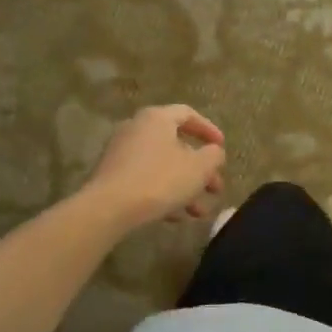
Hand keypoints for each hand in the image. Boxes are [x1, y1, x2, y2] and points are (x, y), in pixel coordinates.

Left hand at [86, 106, 225, 226]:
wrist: (109, 208)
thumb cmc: (160, 180)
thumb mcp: (198, 168)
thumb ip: (213, 156)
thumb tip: (214, 152)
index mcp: (157, 118)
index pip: (188, 114)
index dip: (209, 130)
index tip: (222, 148)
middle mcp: (136, 129)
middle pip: (177, 145)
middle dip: (200, 170)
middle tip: (215, 189)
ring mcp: (121, 152)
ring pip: (163, 166)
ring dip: (185, 187)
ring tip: (199, 213)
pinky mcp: (112, 175)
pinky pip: (145, 179)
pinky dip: (163, 193)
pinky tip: (175, 217)